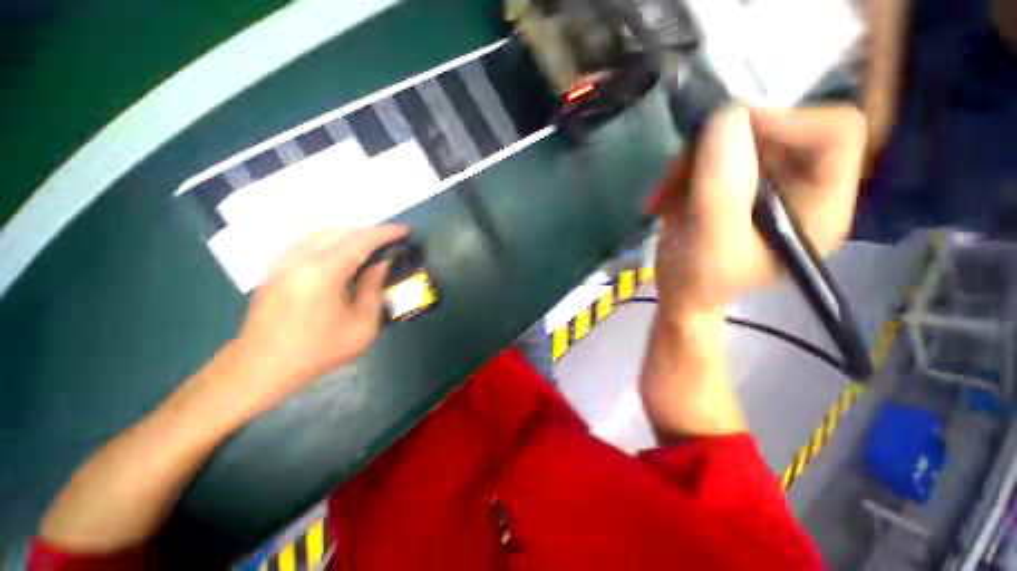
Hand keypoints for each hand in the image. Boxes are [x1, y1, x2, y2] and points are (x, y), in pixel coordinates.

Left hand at [220, 225, 408, 416]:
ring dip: (349, 236)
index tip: (405, 231)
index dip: (386, 233)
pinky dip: (331, 242)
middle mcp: (300, 258)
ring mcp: (283, 261)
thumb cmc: (317, 350)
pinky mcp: (275, 268)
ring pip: (322, 233)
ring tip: (368, 249)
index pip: (361, 240)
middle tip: (389, 244)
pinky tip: (340, 258)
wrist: (261, 367)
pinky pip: (308, 242)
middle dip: (369, 233)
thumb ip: (373, 289)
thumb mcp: (361, 325)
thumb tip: (380, 265)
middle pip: (340, 230)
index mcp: (323, 271)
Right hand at [649, 105, 866, 319]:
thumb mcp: (710, 241)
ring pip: (738, 136)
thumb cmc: (699, 280)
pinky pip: (714, 152)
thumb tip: (728, 116)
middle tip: (680, 172)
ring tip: (667, 191)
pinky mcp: (738, 181)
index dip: (786, 123)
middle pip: (780, 128)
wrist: (679, 291)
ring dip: (693, 160)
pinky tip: (667, 194)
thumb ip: (722, 188)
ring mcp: (767, 181)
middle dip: (720, 145)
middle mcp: (803, 184)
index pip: (836, 132)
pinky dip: (685, 168)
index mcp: (821, 205)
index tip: (727, 139)